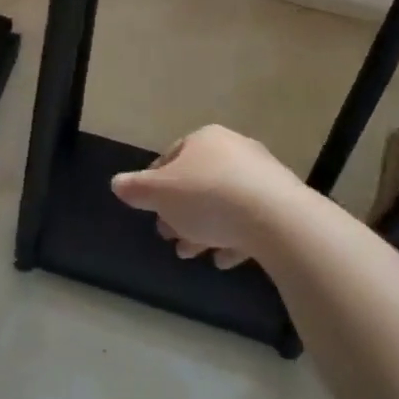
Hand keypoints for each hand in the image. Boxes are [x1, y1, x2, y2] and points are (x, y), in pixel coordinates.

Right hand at [110, 125, 315, 267]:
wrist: (276, 218)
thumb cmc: (208, 196)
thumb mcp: (160, 194)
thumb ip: (136, 188)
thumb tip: (116, 183)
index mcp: (204, 139)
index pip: (171, 157)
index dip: (156, 186)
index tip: (150, 212)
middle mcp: (234, 149)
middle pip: (198, 182)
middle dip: (180, 212)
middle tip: (170, 238)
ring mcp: (261, 175)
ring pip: (223, 203)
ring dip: (204, 229)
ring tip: (192, 254)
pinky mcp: (281, 202)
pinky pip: (249, 219)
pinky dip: (233, 237)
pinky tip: (224, 259)